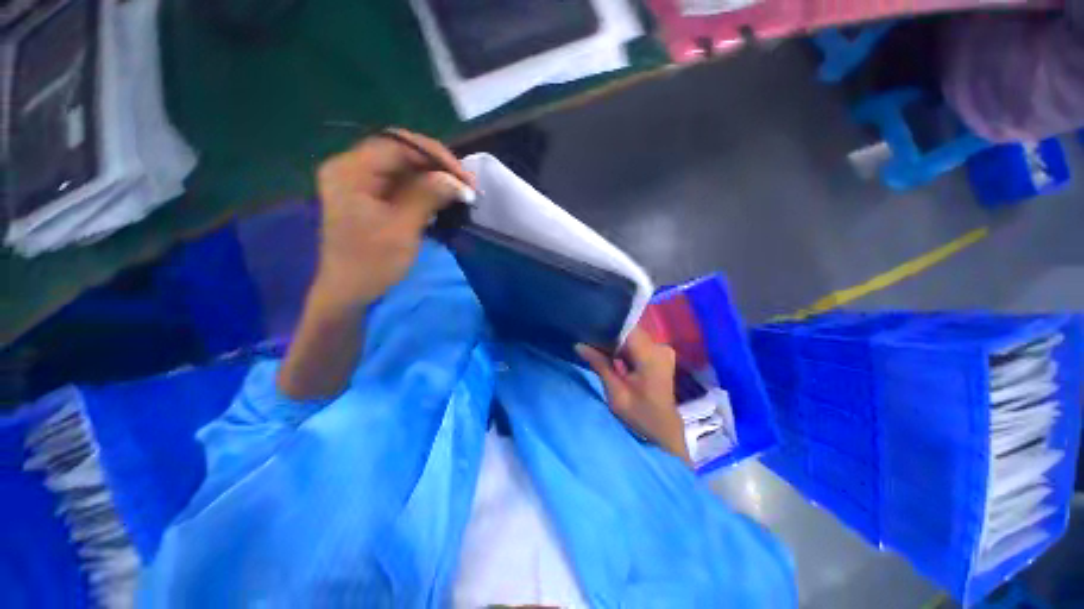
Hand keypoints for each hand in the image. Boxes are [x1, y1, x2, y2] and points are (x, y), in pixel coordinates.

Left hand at [313, 128, 474, 309]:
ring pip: (405, 168)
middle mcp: (352, 168)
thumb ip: (428, 196)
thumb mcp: (402, 228)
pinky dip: (426, 189)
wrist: (350, 292)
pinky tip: (443, 198)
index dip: (435, 156)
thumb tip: (459, 182)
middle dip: (437, 166)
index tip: (464, 178)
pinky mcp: (371, 196)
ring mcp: (361, 182)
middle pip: (401, 152)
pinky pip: (403, 183)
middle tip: (466, 186)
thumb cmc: (372, 263)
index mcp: (350, 170)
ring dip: (435, 178)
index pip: (398, 145)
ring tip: (460, 192)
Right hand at [577, 329, 690, 465]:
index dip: (608, 327)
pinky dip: (626, 348)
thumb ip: (599, 364)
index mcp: (650, 356)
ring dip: (618, 343)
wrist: (664, 429)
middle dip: (611, 336)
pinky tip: (615, 357)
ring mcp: (663, 350)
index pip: (627, 329)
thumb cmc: (640, 414)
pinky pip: (639, 344)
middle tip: (591, 343)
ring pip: (633, 337)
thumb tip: (579, 345)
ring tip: (600, 349)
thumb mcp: (616, 392)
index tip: (591, 330)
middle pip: (630, 332)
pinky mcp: (661, 355)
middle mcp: (660, 347)